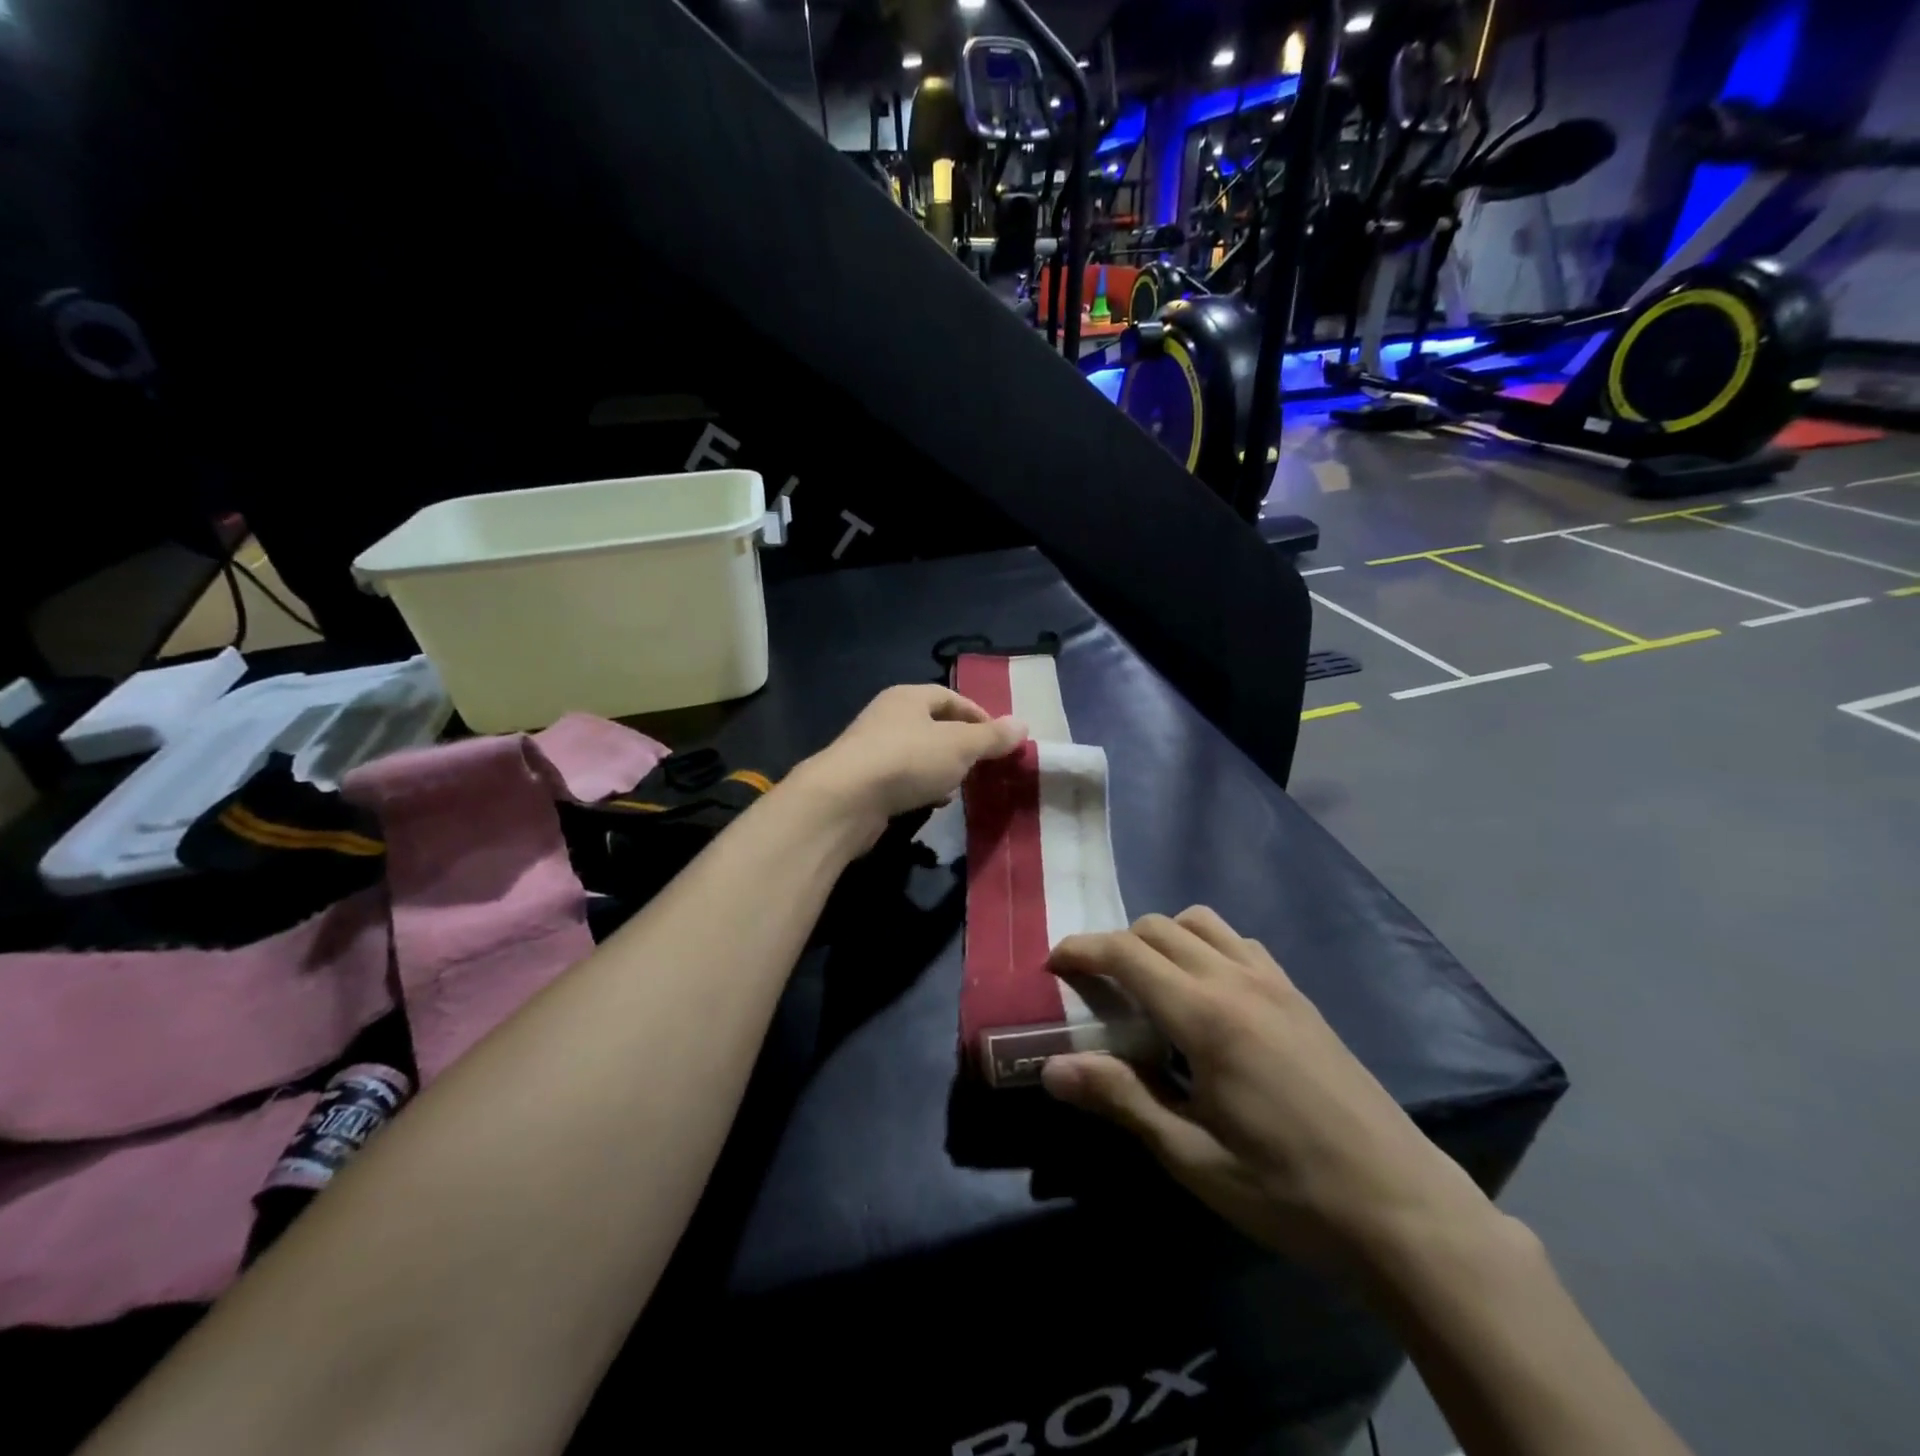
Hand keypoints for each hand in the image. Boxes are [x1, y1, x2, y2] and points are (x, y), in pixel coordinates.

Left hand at [793, 685, 1026, 845]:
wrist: (845, 799)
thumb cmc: (908, 760)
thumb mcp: (960, 746)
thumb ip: (992, 738)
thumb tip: (1023, 725)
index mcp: (908, 697)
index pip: (950, 698)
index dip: (978, 715)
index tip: (1000, 739)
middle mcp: (887, 716)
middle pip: (933, 725)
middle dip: (960, 745)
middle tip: (984, 764)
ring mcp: (872, 749)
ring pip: (918, 754)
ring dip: (941, 768)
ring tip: (961, 786)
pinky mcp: (863, 781)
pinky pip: (902, 778)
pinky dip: (921, 787)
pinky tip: (933, 803)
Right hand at [1040, 907, 1500, 1274]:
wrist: (1403, 1207)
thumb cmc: (1287, 1190)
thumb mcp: (1193, 1156)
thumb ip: (1121, 1100)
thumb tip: (1051, 1069)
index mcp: (1206, 1015)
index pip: (1126, 953)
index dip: (1082, 949)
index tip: (1052, 962)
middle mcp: (1237, 980)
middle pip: (1158, 927)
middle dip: (1116, 944)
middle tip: (1095, 988)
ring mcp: (1275, 982)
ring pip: (1201, 922)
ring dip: (1162, 937)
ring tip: (1149, 985)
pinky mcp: (1300, 996)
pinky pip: (1239, 943)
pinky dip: (1205, 946)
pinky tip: (1208, 997)